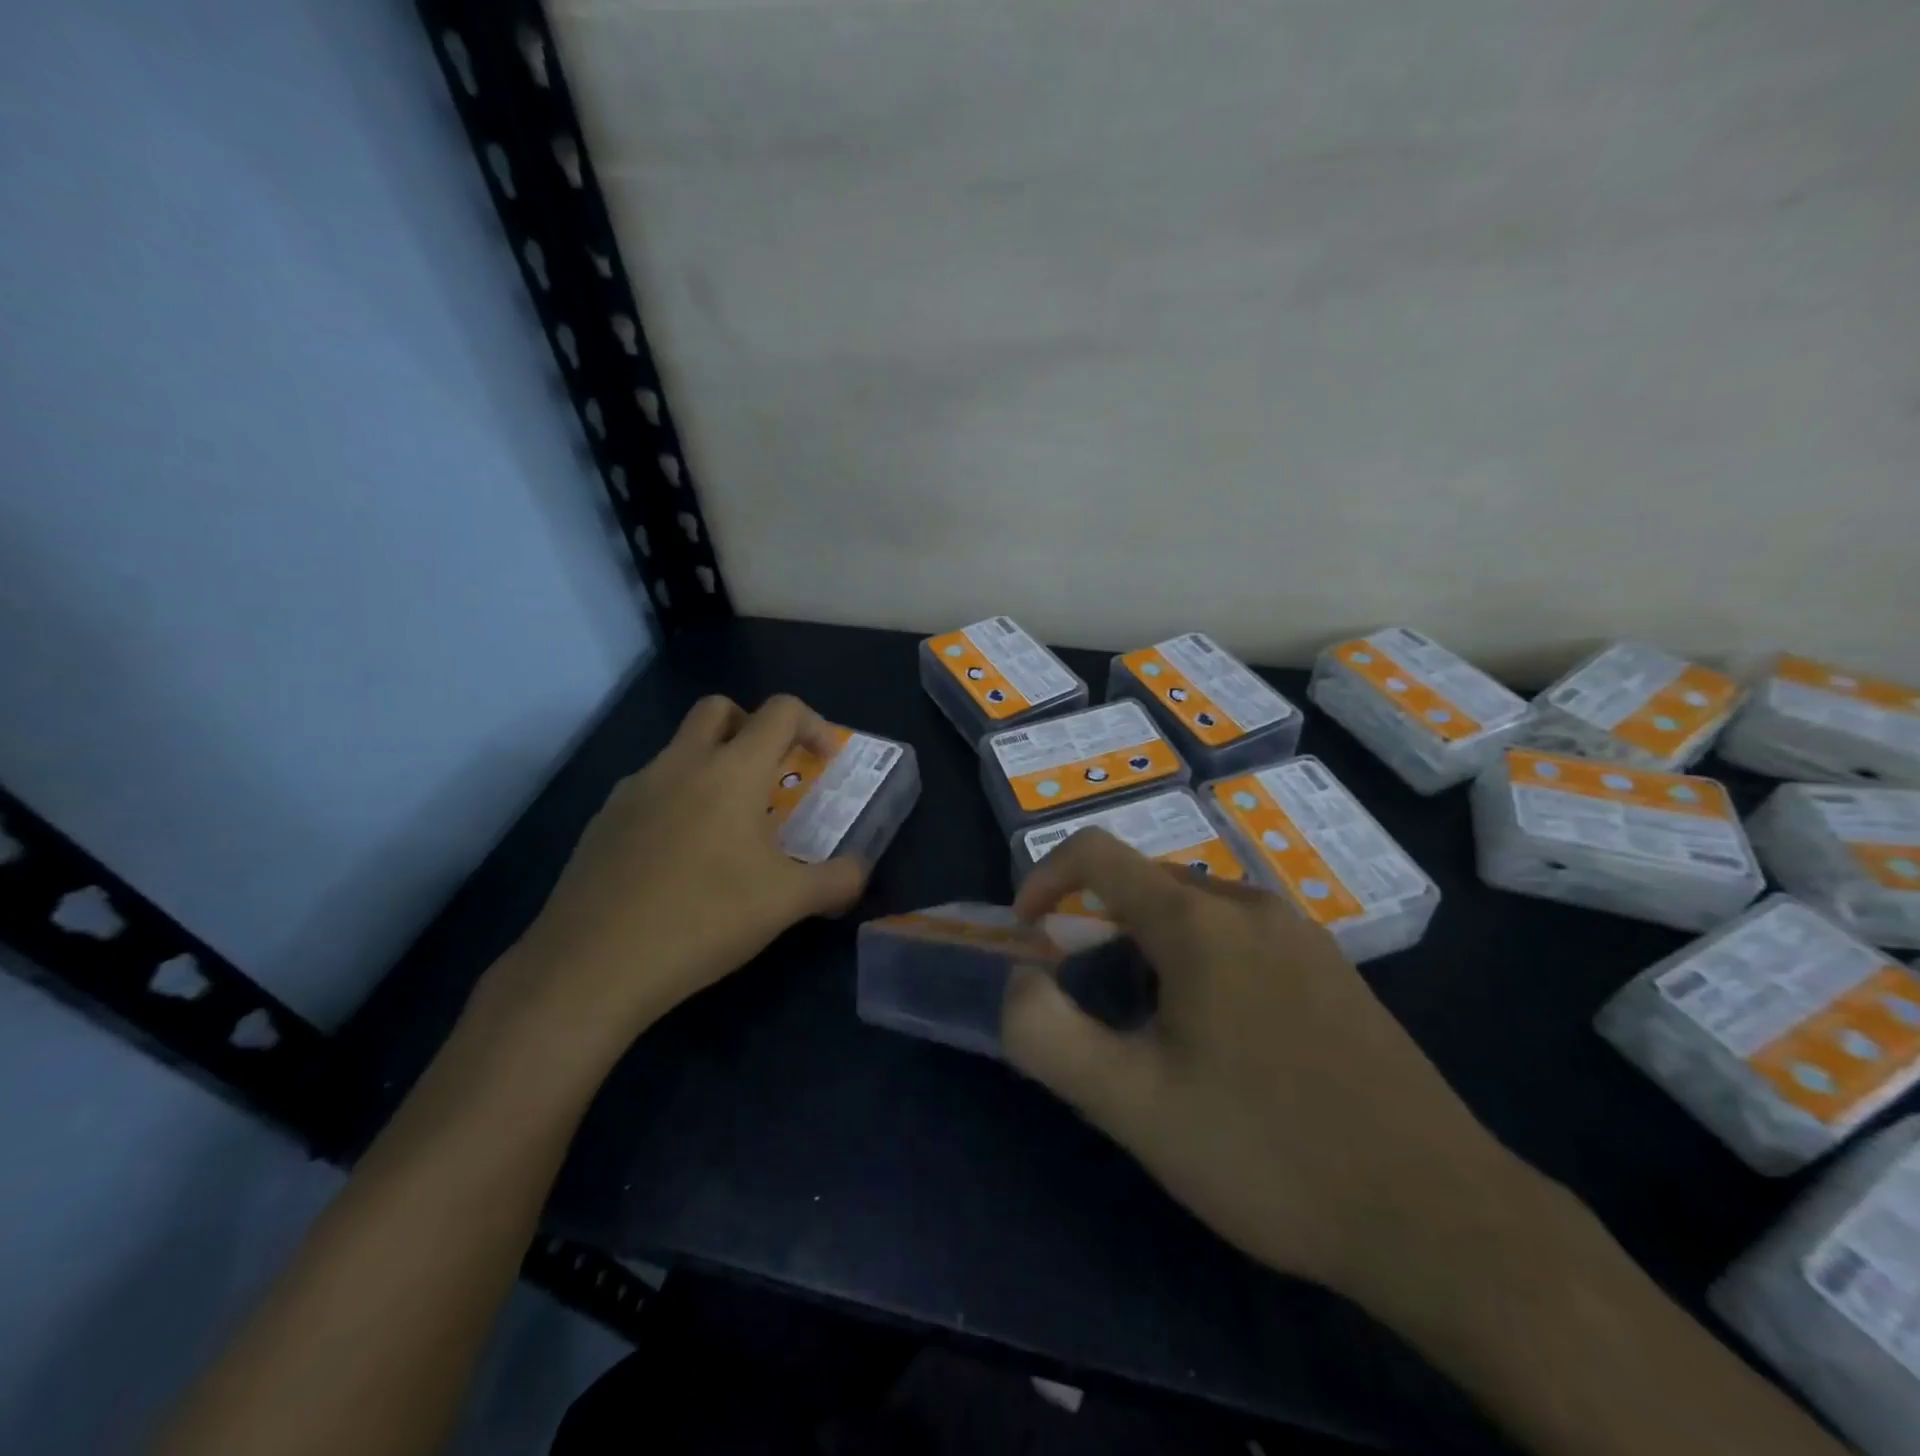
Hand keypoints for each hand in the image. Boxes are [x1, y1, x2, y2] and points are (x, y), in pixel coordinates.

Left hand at [471, 695, 868, 1066]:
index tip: (822, 760)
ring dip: (711, 768)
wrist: (593, 965)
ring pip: (679, 751)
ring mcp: (633, 790)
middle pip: (718, 709)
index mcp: (731, 771)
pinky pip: (649, 791)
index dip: (811, 724)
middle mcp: (680, 764)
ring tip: (728, 831)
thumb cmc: (704, 918)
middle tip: (769, 776)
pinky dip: (676, 803)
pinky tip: (680, 861)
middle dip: (752, 727)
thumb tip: (859, 871)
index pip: (779, 711)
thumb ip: (837, 880)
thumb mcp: (787, 903)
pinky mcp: (602, 822)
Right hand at [1001, 830, 1529, 1305]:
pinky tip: (1222, 1038)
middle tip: (1092, 1002)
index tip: (1028, 934)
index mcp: (1199, 920)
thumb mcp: (1132, 1105)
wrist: (1437, 1215)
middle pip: (1146, 883)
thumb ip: (1048, 1036)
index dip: (1045, 878)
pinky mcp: (1333, 968)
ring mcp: (1302, 933)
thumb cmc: (1266, 1151)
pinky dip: (1200, 959)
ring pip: (1195, 910)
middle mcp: (1251, 905)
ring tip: (1151, 1026)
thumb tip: (1018, 981)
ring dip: (1149, 946)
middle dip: (1098, 926)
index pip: (1097, 853)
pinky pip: (1242, 935)